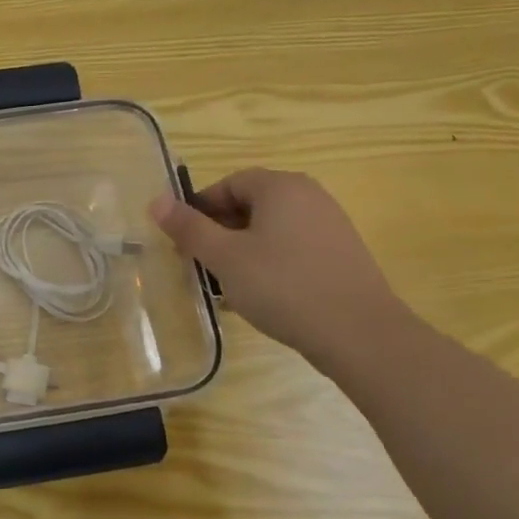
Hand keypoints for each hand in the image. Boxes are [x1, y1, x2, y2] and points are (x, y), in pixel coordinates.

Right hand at [151, 167, 407, 362]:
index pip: (228, 183)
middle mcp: (309, 196)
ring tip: (225, 285)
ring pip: (270, 230)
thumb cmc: (283, 286)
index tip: (183, 241)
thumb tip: (156, 200)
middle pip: (250, 205)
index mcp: (280, 187)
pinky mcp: (342, 255)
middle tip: (199, 264)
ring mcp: (330, 226)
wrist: (361, 335)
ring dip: (241, 251)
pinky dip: (269, 264)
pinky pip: (292, 249)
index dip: (200, 209)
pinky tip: (259, 297)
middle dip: (219, 232)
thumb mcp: (224, 257)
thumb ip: (188, 227)